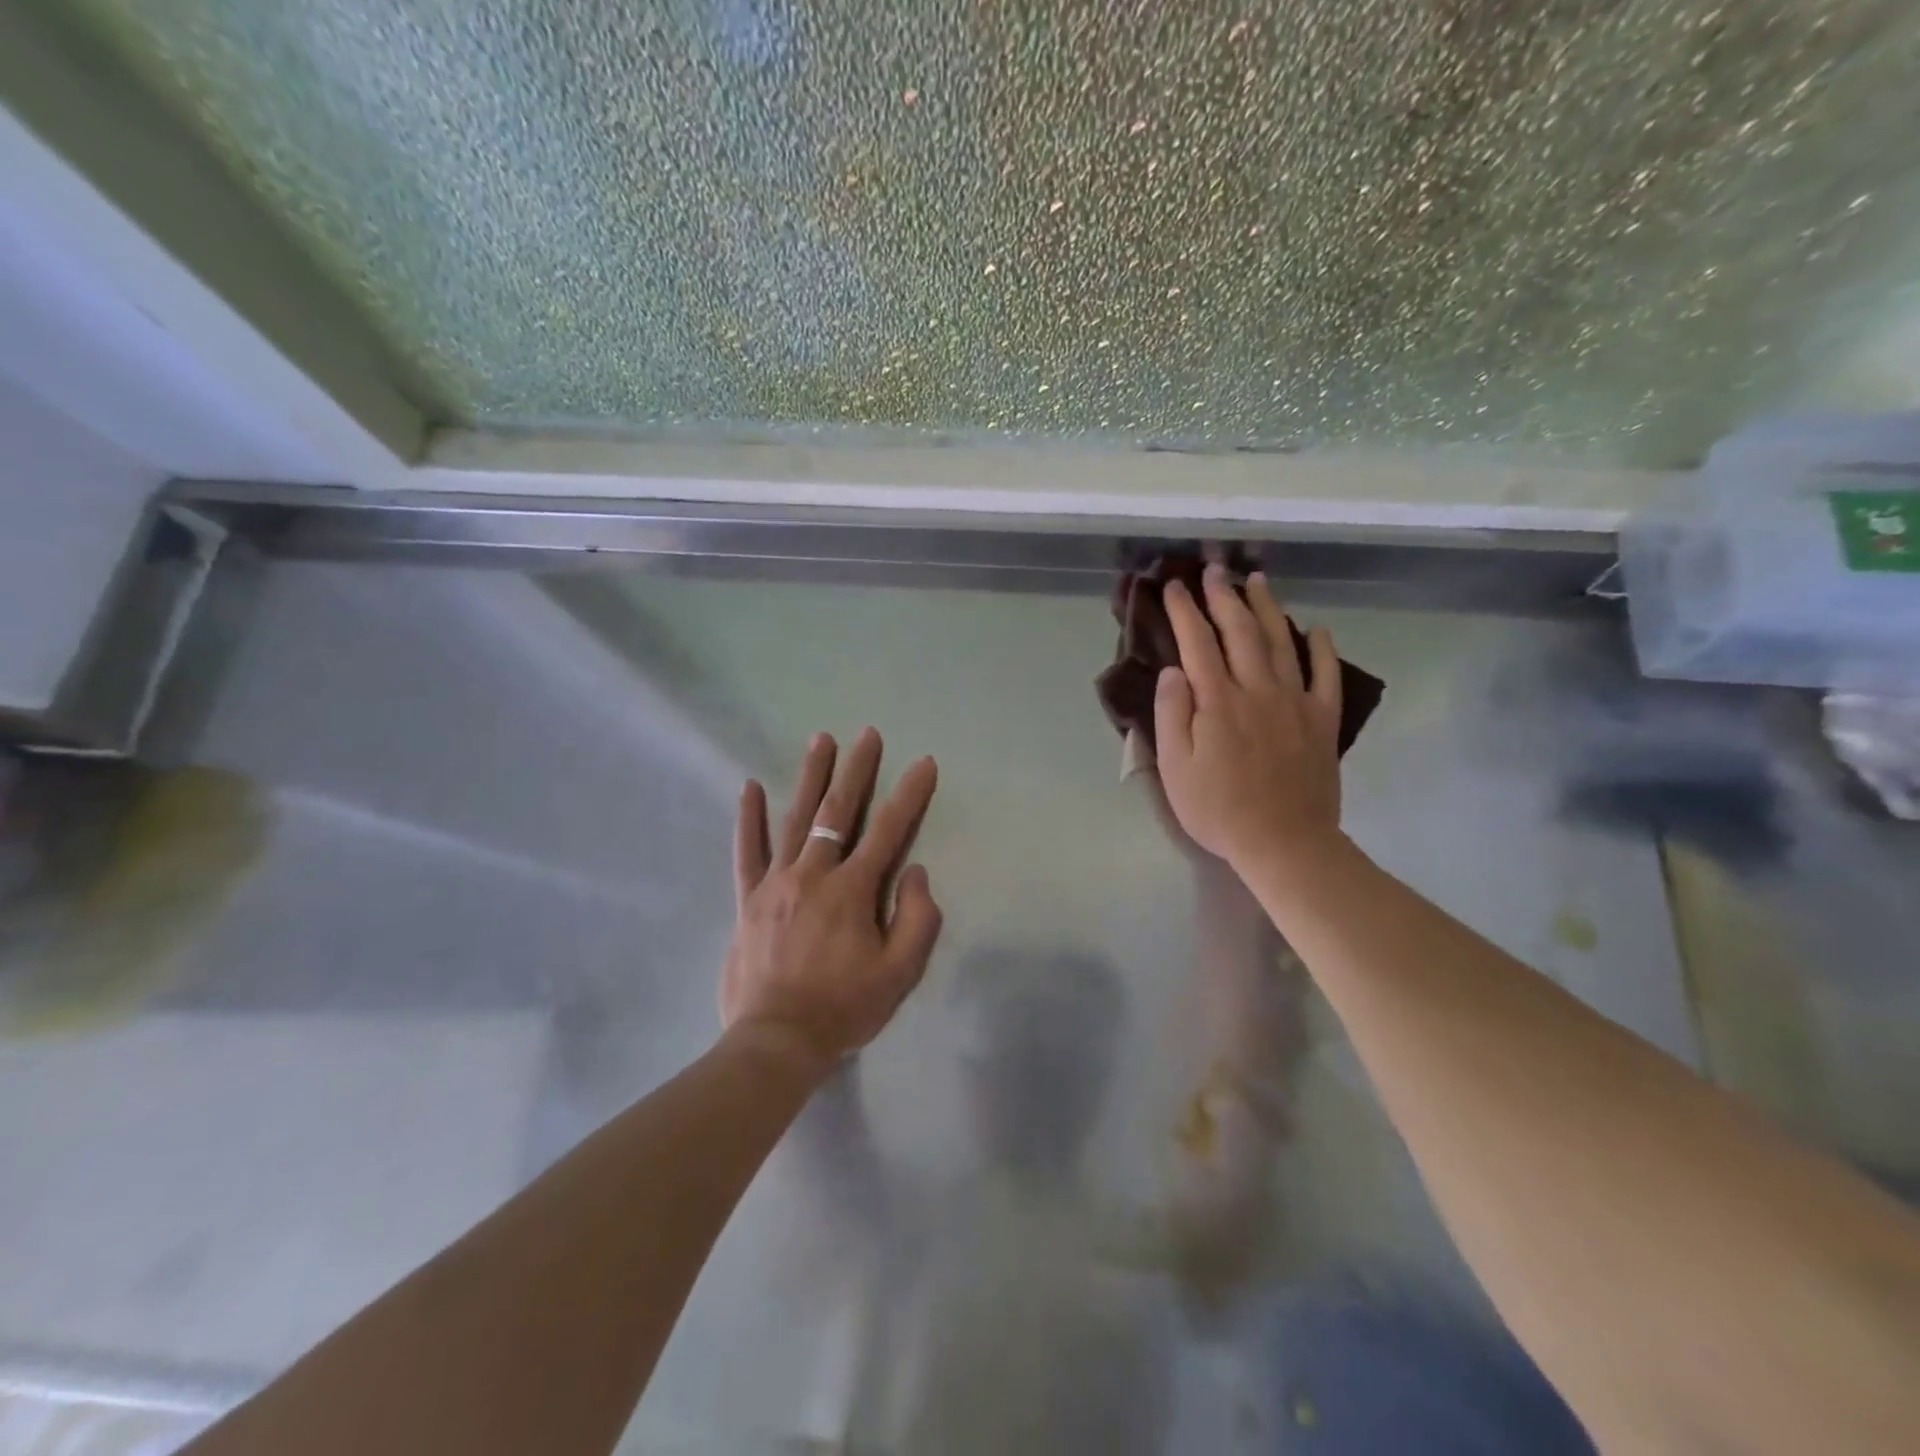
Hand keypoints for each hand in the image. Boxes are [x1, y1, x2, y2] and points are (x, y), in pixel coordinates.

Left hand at [722, 728, 942, 1078]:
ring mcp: (775, 883)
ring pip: (795, 820)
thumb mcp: (899, 973)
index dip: (909, 795)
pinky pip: (747, 852)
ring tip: (821, 740)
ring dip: (810, 777)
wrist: (777, 1042)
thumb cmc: (844, 1008)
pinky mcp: (748, 899)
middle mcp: (813, 875)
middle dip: (856, 770)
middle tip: (867, 734)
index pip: (888, 831)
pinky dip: (749, 819)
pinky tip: (750, 787)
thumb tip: (913, 872)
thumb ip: (916, 919)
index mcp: (852, 891)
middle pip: (837, 812)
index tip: (923, 763)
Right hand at [1153, 565, 1344, 873]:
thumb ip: (1172, 714)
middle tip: (1213, 570)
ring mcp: (1295, 703)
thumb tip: (1174, 670)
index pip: (1197, 643)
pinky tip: (1316, 629)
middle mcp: (1258, 690)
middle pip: (1240, 632)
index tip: (1174, 586)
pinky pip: (1325, 675)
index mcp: (1218, 702)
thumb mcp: (1175, 768)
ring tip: (1257, 580)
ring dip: (1267, 608)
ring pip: (1281, 643)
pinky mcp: (1322, 721)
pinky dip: (1321, 649)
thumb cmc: (1218, 809)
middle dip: (1223, 597)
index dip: (1185, 611)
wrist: (1284, 841)